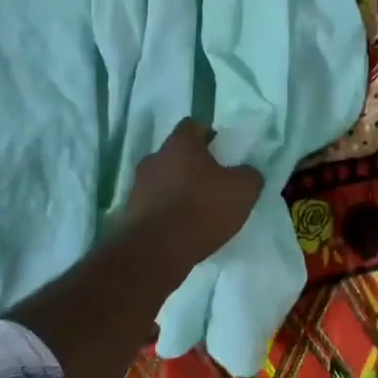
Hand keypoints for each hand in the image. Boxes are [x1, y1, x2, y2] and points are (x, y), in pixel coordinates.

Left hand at [124, 119, 263, 265]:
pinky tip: (180, 229)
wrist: (156, 251)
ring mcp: (137, 186)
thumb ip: (248, 175)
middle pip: (175, 154)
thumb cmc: (201, 209)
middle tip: (211, 183)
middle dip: (191, 165)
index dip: (208, 135)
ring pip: (162, 179)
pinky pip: (152, 205)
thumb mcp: (242, 190)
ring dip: (176, 190)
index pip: (192, 125)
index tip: (221, 152)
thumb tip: (246, 173)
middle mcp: (154, 158)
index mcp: (180, 144)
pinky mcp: (129, 214)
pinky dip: (165, 212)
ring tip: (195, 210)